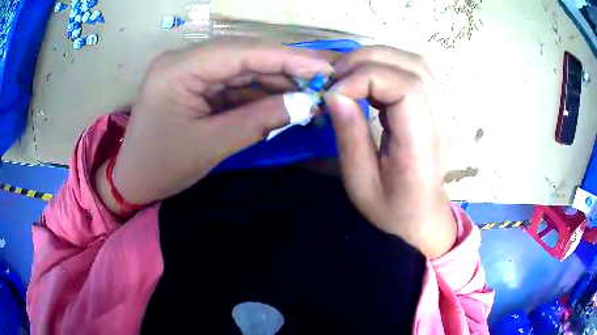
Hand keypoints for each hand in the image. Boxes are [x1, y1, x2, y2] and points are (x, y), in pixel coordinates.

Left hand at [95, 38, 331, 214]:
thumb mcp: (212, 146)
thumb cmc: (163, 167)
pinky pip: (232, 80)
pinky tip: (283, 98)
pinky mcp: (194, 81)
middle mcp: (183, 59)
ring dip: (276, 79)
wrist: (134, 179)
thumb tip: (306, 104)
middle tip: (324, 80)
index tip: (323, 68)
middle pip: (243, 54)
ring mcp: (189, 68)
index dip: (286, 58)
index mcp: (177, 70)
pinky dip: (259, 90)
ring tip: (310, 92)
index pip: (240, 52)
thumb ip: (260, 120)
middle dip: (285, 67)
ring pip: (241, 66)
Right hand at [324, 46, 455, 257]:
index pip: (407, 89)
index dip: (367, 77)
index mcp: (423, 148)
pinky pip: (416, 72)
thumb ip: (350, 135)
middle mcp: (441, 125)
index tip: (334, 91)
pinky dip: (388, 65)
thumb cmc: (390, 208)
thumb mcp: (360, 182)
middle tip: (337, 75)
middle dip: (369, 60)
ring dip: (379, 58)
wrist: (421, 216)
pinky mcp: (439, 109)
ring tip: (351, 74)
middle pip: (414, 68)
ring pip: (417, 64)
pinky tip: (370, 80)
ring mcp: (444, 114)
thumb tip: (334, 93)